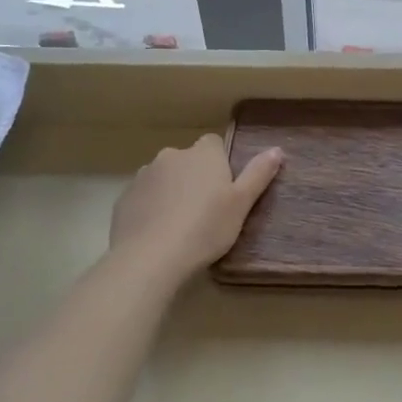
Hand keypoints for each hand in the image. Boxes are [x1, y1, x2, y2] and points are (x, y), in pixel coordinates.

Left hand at [109, 135, 282, 284]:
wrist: (150, 258)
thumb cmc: (205, 228)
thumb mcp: (241, 204)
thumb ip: (258, 174)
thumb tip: (277, 150)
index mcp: (203, 154)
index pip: (213, 144)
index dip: (219, 164)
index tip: (223, 189)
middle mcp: (171, 156)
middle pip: (187, 160)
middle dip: (193, 178)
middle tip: (204, 210)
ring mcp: (143, 176)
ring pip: (163, 178)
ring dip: (171, 192)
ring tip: (179, 225)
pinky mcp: (124, 198)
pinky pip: (143, 197)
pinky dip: (150, 208)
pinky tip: (157, 234)